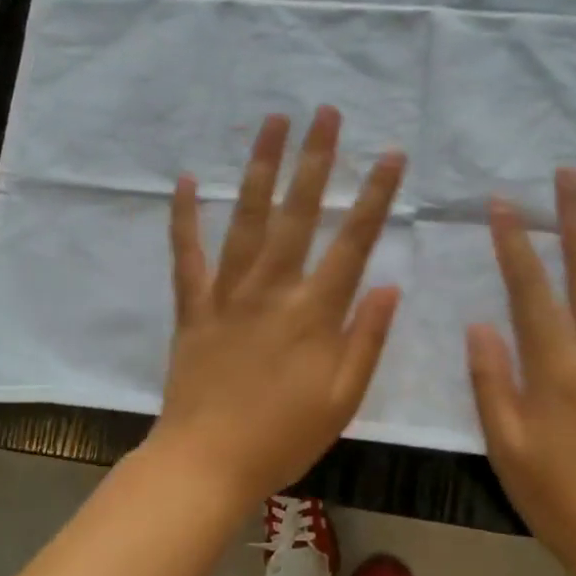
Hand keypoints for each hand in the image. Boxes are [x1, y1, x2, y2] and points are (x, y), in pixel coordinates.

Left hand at [155, 107, 405, 500]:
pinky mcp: (192, 306)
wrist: (206, 462)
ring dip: (261, 167)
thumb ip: (366, 340)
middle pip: (298, 213)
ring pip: (246, 219)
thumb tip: (389, 286)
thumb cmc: (283, 438)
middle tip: (326, 112)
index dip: (375, 197)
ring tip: (272, 123)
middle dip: (316, 159)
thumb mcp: (343, 399)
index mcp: (314, 313)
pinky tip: (184, 181)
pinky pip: (187, 255)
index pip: (353, 243)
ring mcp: (227, 293)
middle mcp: (272, 289)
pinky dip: (184, 218)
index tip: (391, 155)